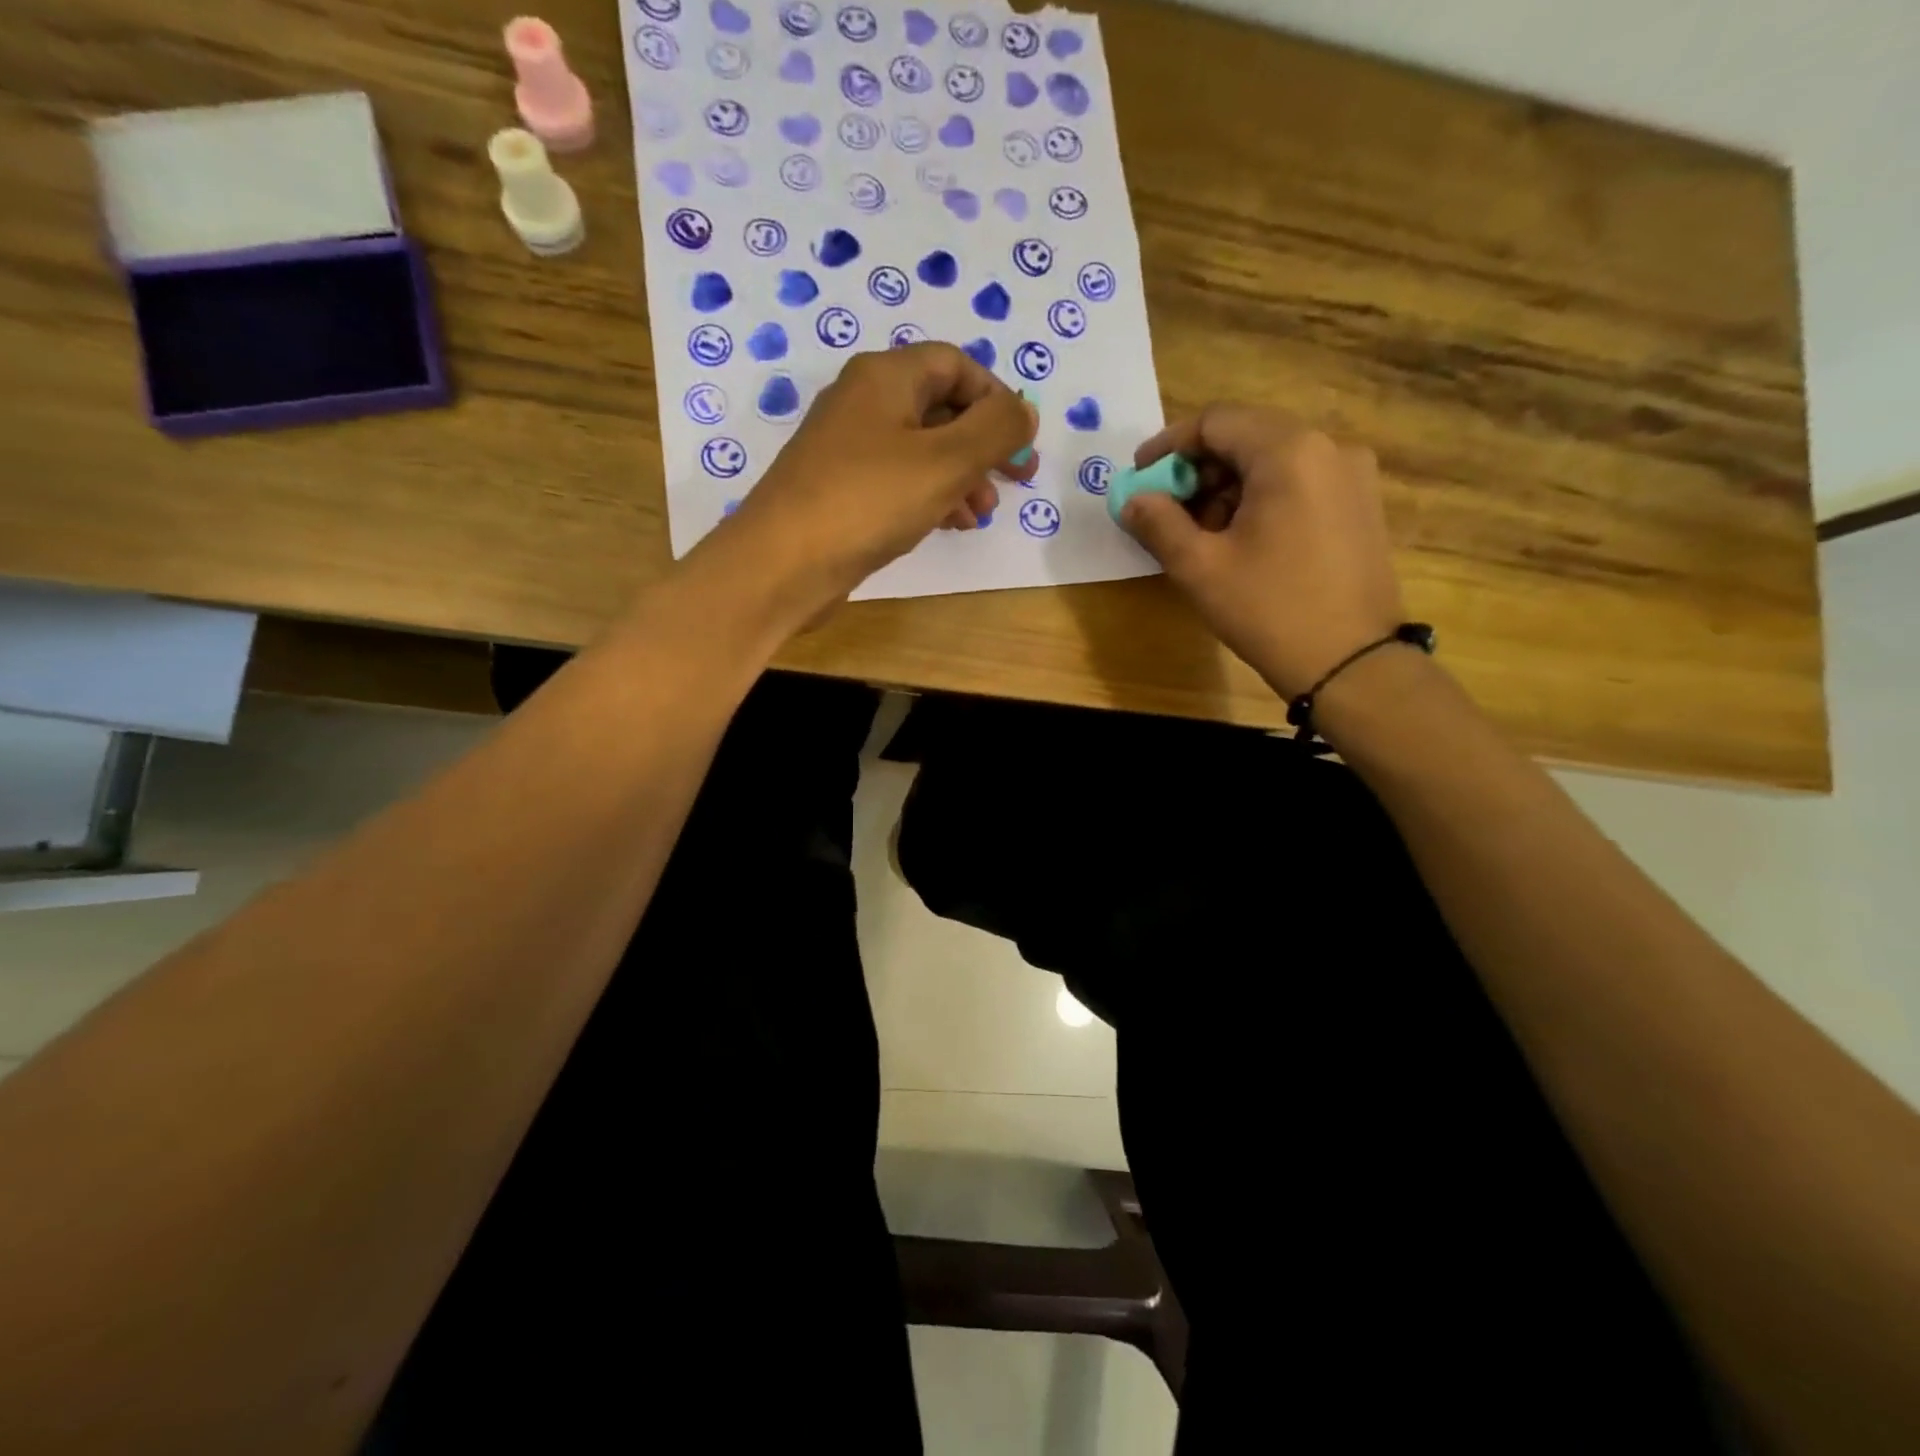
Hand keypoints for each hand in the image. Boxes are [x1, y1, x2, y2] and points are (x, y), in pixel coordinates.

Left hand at [711, 344, 1037, 615]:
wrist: (783, 564)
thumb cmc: (868, 501)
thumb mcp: (946, 461)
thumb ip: (996, 429)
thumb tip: (1024, 411)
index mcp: (885, 377)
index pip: (956, 365)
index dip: (996, 397)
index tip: (1022, 441)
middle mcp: (863, 402)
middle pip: (940, 407)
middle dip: (983, 444)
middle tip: (1015, 481)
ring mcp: (847, 449)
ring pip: (921, 450)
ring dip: (961, 477)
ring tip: (982, 514)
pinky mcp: (840, 490)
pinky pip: (898, 481)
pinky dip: (931, 496)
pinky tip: (950, 525)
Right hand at [1119, 406, 1404, 697]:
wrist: (1350, 663)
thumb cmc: (1269, 610)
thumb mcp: (1199, 568)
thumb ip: (1158, 523)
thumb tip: (1133, 500)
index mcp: (1289, 452)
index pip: (1216, 422)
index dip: (1169, 446)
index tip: (1139, 477)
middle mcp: (1329, 447)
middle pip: (1246, 437)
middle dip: (1198, 469)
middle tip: (1165, 510)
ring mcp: (1353, 475)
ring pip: (1273, 460)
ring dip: (1227, 486)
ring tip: (1200, 533)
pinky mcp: (1361, 504)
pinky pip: (1299, 482)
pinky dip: (1260, 498)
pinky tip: (1240, 539)